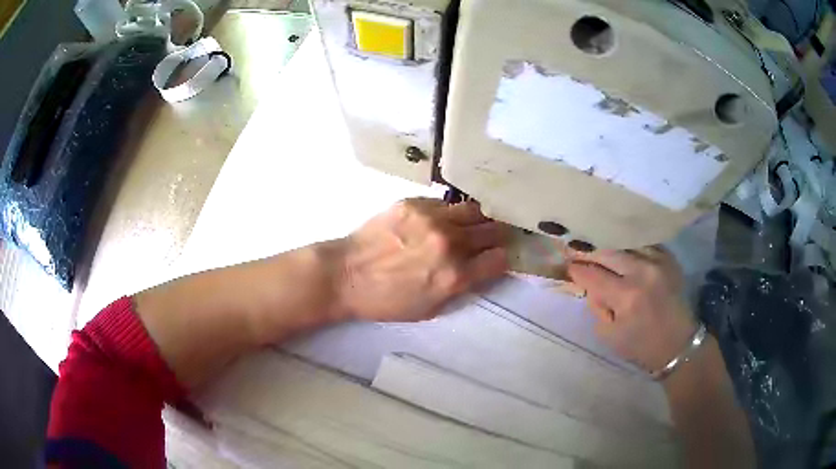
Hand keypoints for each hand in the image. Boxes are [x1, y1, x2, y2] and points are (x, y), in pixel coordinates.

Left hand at [335, 198, 509, 321]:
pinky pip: (446, 204)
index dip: (501, 260)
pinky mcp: (414, 203)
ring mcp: (432, 219)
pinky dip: (449, 213)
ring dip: (477, 220)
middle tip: (489, 239)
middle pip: (494, 230)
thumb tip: (480, 269)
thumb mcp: (430, 309)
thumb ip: (460, 288)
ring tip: (469, 225)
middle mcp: (450, 243)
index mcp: (455, 276)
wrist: (345, 275)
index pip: (500, 259)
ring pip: (475, 210)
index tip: (495, 259)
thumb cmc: (385, 300)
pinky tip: (438, 220)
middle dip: (496, 237)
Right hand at [566, 246, 697, 371]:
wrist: (678, 342)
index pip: (592, 273)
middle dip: (588, 250)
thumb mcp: (608, 335)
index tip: (567, 266)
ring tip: (598, 247)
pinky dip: (630, 246)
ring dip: (609, 246)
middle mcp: (642, 272)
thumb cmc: (641, 345)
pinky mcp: (669, 258)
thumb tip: (589, 284)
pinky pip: (643, 243)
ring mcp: (658, 261)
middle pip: (607, 250)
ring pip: (625, 242)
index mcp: (626, 296)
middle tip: (576, 249)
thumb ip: (596, 306)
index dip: (576, 268)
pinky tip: (623, 251)